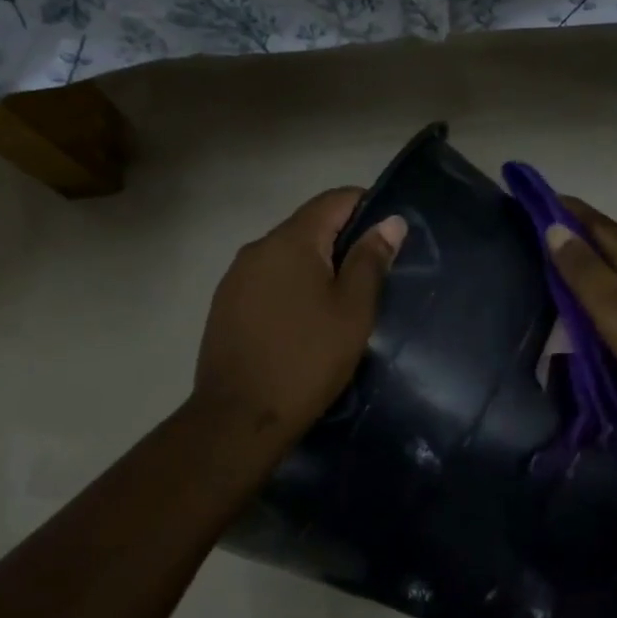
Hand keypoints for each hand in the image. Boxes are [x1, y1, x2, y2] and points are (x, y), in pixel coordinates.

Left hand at [193, 188, 405, 443]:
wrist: (240, 417)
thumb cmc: (308, 360)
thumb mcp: (353, 311)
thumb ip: (370, 261)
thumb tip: (390, 222)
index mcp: (291, 241)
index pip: (334, 200)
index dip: (367, 206)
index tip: (390, 233)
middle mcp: (258, 248)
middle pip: (308, 226)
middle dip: (342, 241)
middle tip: (373, 275)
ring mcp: (236, 277)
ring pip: (286, 256)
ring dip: (315, 267)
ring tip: (340, 301)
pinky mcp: (226, 305)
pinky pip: (268, 281)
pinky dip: (292, 287)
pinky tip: (304, 320)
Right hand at [546, 197, 616, 421]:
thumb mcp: (611, 305)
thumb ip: (582, 269)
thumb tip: (554, 227)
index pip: (596, 222)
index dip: (567, 209)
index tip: (537, 199)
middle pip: (613, 240)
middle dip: (580, 233)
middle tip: (544, 234)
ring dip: (599, 260)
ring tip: (571, 268)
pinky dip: (616, 285)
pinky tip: (610, 302)